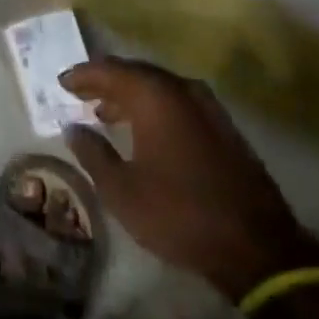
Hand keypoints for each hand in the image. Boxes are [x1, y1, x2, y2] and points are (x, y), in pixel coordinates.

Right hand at [61, 58, 318, 301]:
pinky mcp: (225, 128)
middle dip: (106, 81)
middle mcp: (182, 90)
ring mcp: (209, 108)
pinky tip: (145, 130)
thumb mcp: (120, 189)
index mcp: (154, 96)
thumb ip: (92, 152)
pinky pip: (179, 103)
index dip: (82, 75)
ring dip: (130, 96)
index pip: (108, 70)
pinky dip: (155, 108)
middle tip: (81, 92)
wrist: (257, 248)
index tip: (61, 82)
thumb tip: (73, 128)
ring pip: (159, 88)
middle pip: (135, 72)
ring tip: (107, 113)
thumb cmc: (178, 214)